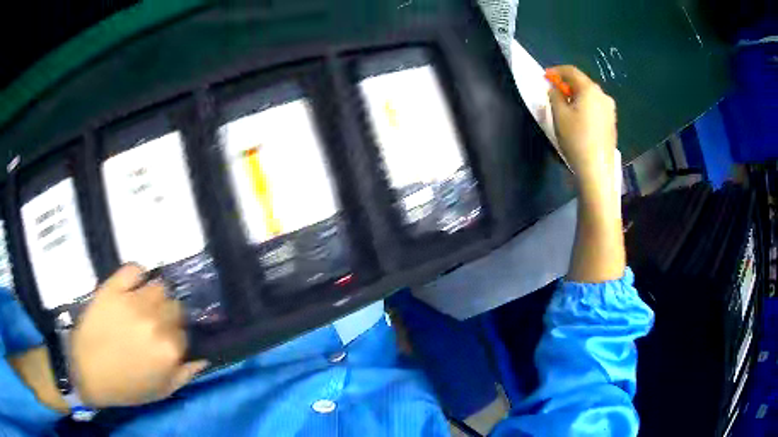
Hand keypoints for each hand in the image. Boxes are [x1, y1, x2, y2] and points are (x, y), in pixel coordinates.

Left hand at [70, 264, 207, 407]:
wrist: (87, 370)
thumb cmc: (125, 386)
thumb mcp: (161, 391)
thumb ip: (185, 375)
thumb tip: (201, 357)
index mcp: (168, 350)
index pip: (185, 332)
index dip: (177, 337)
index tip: (168, 340)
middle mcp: (155, 322)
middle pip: (175, 306)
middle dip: (169, 315)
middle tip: (156, 323)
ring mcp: (133, 302)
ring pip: (158, 286)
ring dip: (155, 296)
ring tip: (144, 304)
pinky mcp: (113, 288)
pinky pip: (134, 269)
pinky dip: (138, 274)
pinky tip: (134, 285)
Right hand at [547, 65, 617, 192]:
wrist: (597, 169)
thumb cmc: (576, 139)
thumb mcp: (559, 115)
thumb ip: (554, 96)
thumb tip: (554, 88)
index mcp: (590, 89)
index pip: (571, 71)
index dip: (557, 71)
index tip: (545, 76)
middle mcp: (603, 95)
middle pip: (583, 83)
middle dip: (568, 84)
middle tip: (555, 92)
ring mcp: (610, 110)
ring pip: (590, 96)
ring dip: (577, 96)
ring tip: (566, 106)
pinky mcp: (612, 123)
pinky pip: (596, 107)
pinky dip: (586, 107)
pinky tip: (579, 118)